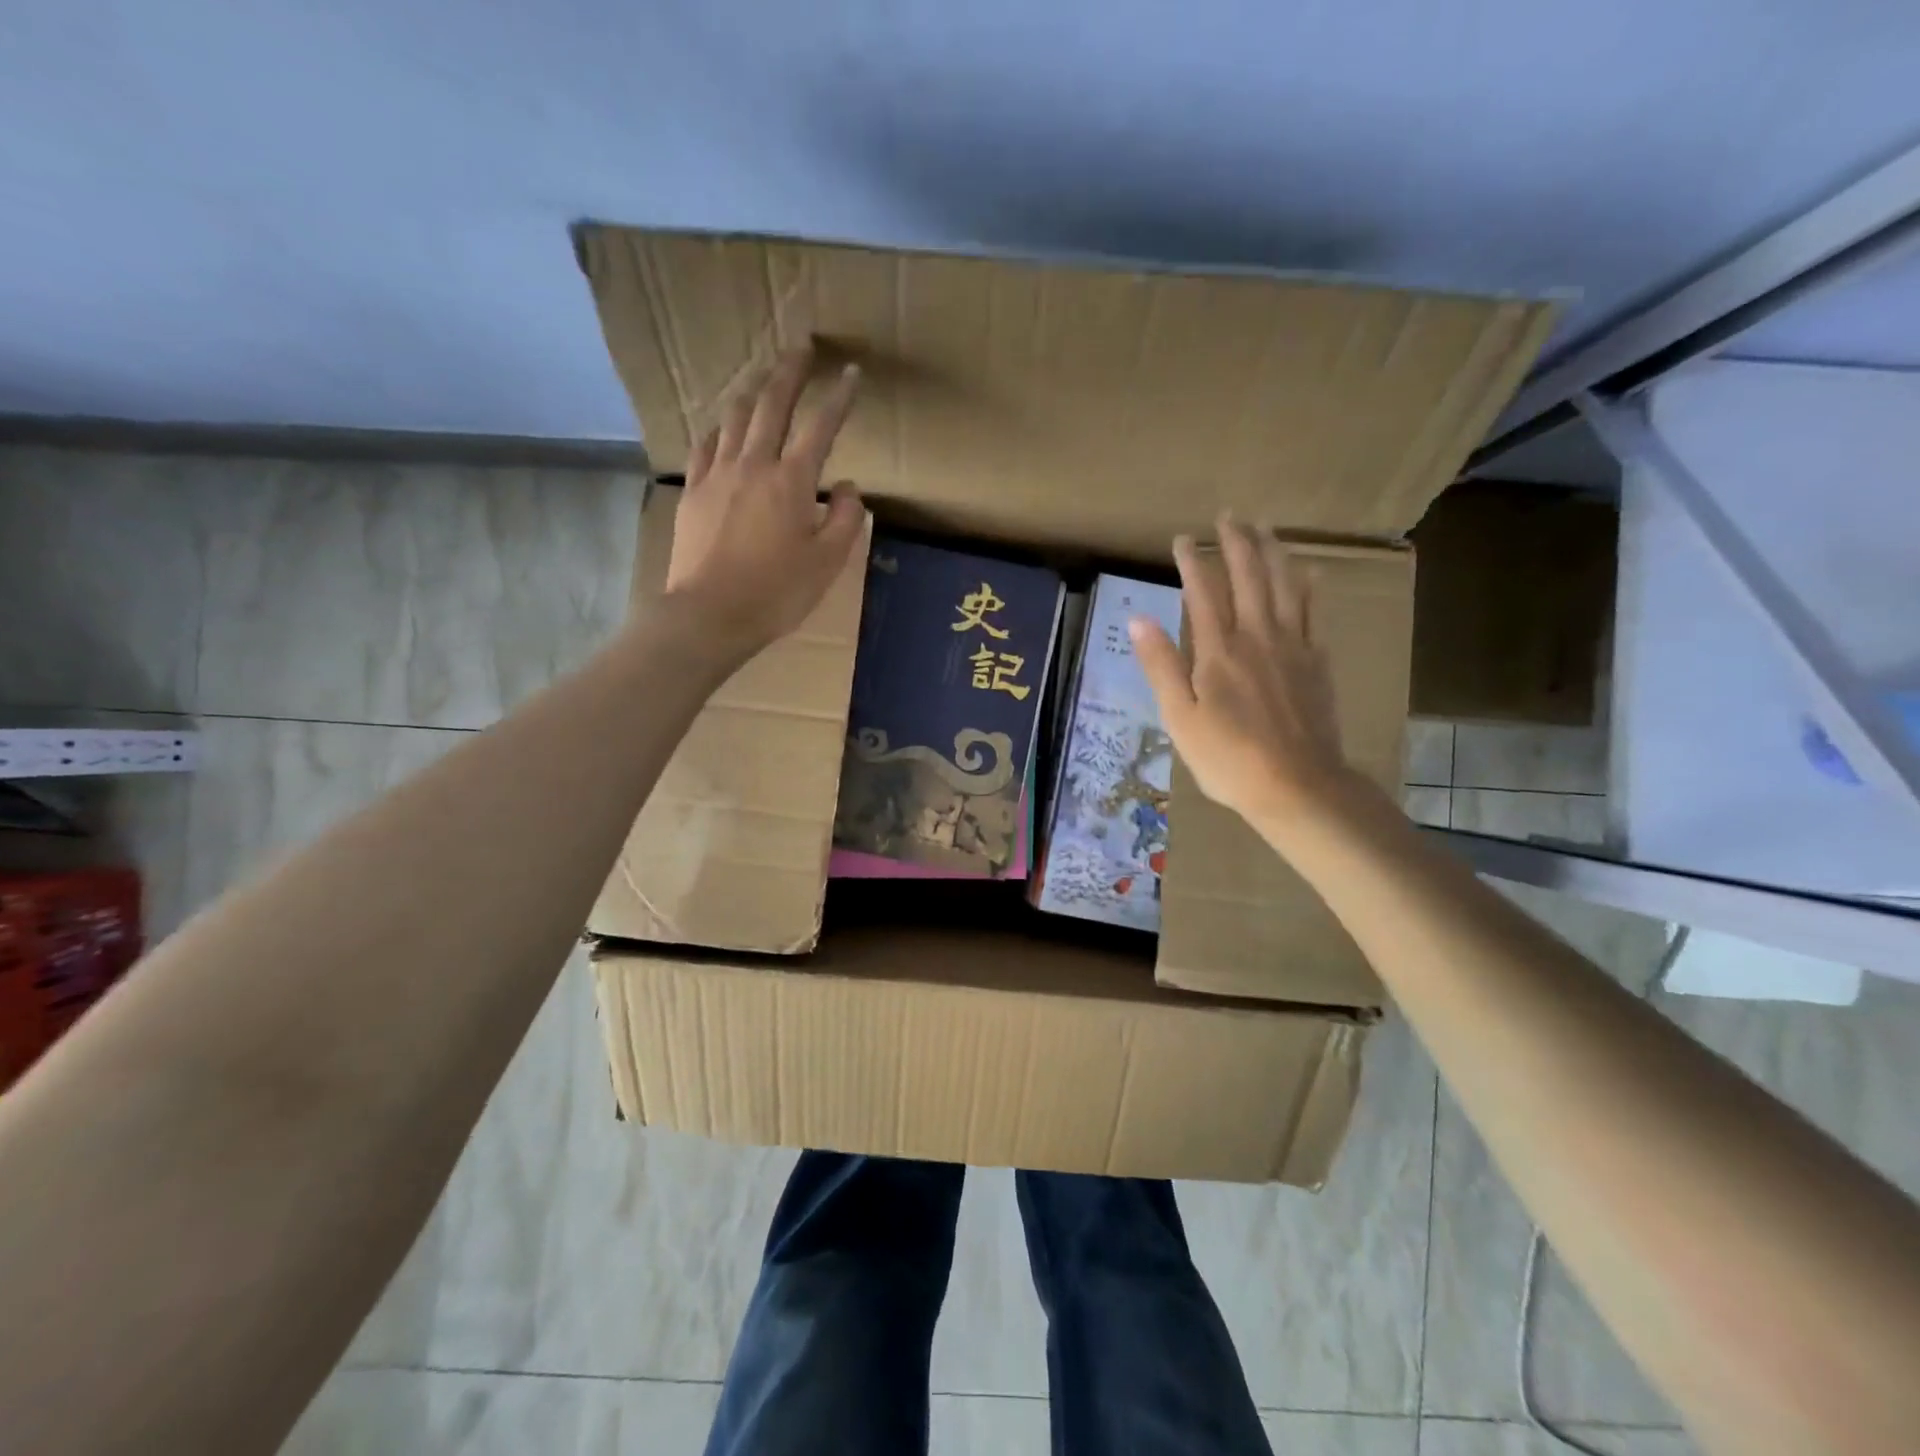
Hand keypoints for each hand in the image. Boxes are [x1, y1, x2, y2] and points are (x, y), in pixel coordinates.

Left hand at [664, 347, 867, 654]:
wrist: (710, 614)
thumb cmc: (777, 593)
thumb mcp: (827, 562)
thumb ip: (844, 518)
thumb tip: (845, 487)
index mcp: (792, 481)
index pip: (821, 426)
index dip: (839, 397)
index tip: (851, 372)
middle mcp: (754, 464)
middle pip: (772, 404)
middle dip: (789, 371)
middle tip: (800, 346)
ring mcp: (717, 474)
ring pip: (735, 417)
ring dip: (752, 392)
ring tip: (762, 378)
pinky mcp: (693, 491)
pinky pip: (706, 445)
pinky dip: (721, 429)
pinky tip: (724, 428)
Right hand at [1130, 514, 1358, 830]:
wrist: (1298, 785)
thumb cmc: (1227, 758)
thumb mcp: (1179, 718)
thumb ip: (1160, 665)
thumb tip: (1137, 618)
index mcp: (1217, 651)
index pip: (1203, 591)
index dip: (1192, 561)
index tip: (1183, 538)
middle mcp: (1257, 636)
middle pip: (1248, 577)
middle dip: (1236, 543)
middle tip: (1229, 516)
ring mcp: (1292, 646)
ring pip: (1285, 586)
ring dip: (1273, 553)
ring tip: (1265, 528)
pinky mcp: (1316, 662)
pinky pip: (1313, 612)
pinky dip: (1308, 586)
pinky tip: (1307, 572)